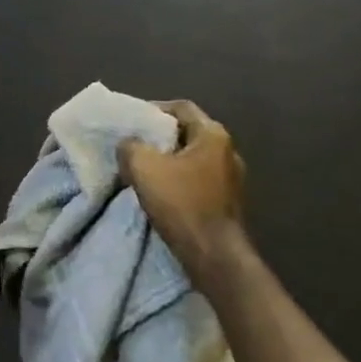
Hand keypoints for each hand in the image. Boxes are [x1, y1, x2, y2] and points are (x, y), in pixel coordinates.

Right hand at [118, 100, 247, 269]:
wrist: (213, 254)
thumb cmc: (181, 203)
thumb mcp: (143, 167)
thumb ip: (130, 146)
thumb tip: (129, 144)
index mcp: (213, 135)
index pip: (181, 107)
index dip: (153, 109)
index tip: (131, 120)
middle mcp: (228, 150)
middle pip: (187, 132)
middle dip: (159, 136)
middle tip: (132, 143)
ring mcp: (231, 178)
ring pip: (192, 158)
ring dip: (167, 160)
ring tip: (142, 168)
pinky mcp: (227, 201)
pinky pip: (197, 179)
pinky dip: (177, 179)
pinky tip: (160, 191)